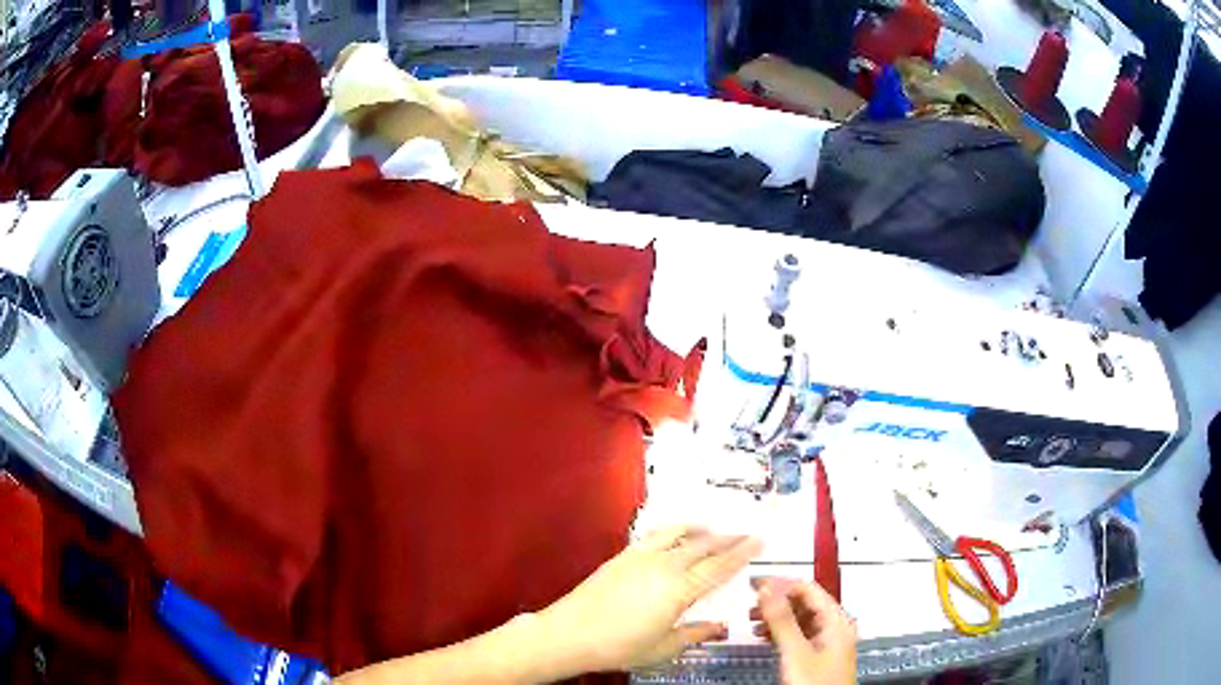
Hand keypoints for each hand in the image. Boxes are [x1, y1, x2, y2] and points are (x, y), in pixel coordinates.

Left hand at [538, 526, 761, 672]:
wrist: (570, 633)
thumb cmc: (619, 646)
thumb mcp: (663, 648)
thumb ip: (695, 634)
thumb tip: (720, 627)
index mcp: (680, 590)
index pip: (719, 567)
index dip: (742, 553)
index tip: (759, 540)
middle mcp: (665, 566)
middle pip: (704, 546)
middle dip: (728, 539)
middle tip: (746, 534)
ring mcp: (642, 557)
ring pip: (680, 534)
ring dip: (702, 531)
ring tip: (714, 531)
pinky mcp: (623, 555)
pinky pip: (655, 534)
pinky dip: (674, 529)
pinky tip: (677, 534)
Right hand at [750, 578, 857, 684]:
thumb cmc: (814, 683)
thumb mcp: (795, 652)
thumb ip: (782, 620)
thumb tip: (767, 588)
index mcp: (836, 620)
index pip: (808, 588)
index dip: (781, 583)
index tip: (753, 583)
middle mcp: (834, 626)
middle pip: (804, 602)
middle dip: (776, 600)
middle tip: (748, 602)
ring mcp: (826, 641)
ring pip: (799, 619)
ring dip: (775, 616)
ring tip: (751, 619)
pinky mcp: (817, 656)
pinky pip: (797, 634)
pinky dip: (779, 632)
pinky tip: (763, 635)